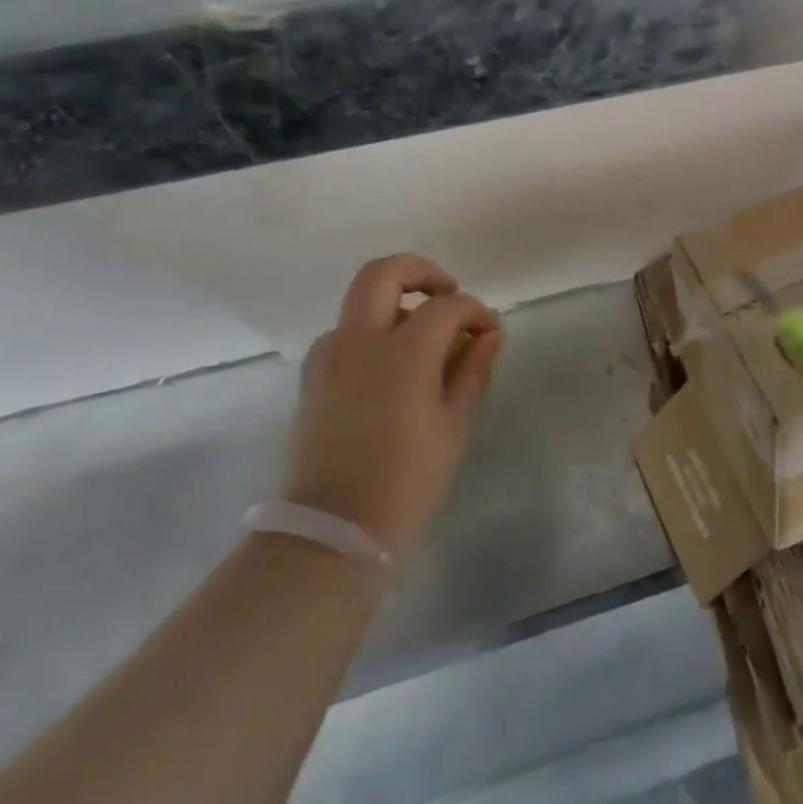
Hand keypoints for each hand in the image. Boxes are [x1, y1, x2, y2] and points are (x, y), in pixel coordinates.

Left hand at [280, 255, 505, 558]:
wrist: (331, 532)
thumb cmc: (406, 481)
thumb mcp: (454, 427)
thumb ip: (472, 371)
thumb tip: (490, 335)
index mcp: (403, 353)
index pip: (447, 306)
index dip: (475, 310)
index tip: (490, 331)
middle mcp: (360, 342)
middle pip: (382, 273)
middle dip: (420, 270)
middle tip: (447, 293)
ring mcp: (329, 358)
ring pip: (359, 302)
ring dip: (394, 304)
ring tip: (421, 338)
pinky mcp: (312, 379)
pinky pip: (342, 335)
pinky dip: (369, 333)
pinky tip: (387, 366)